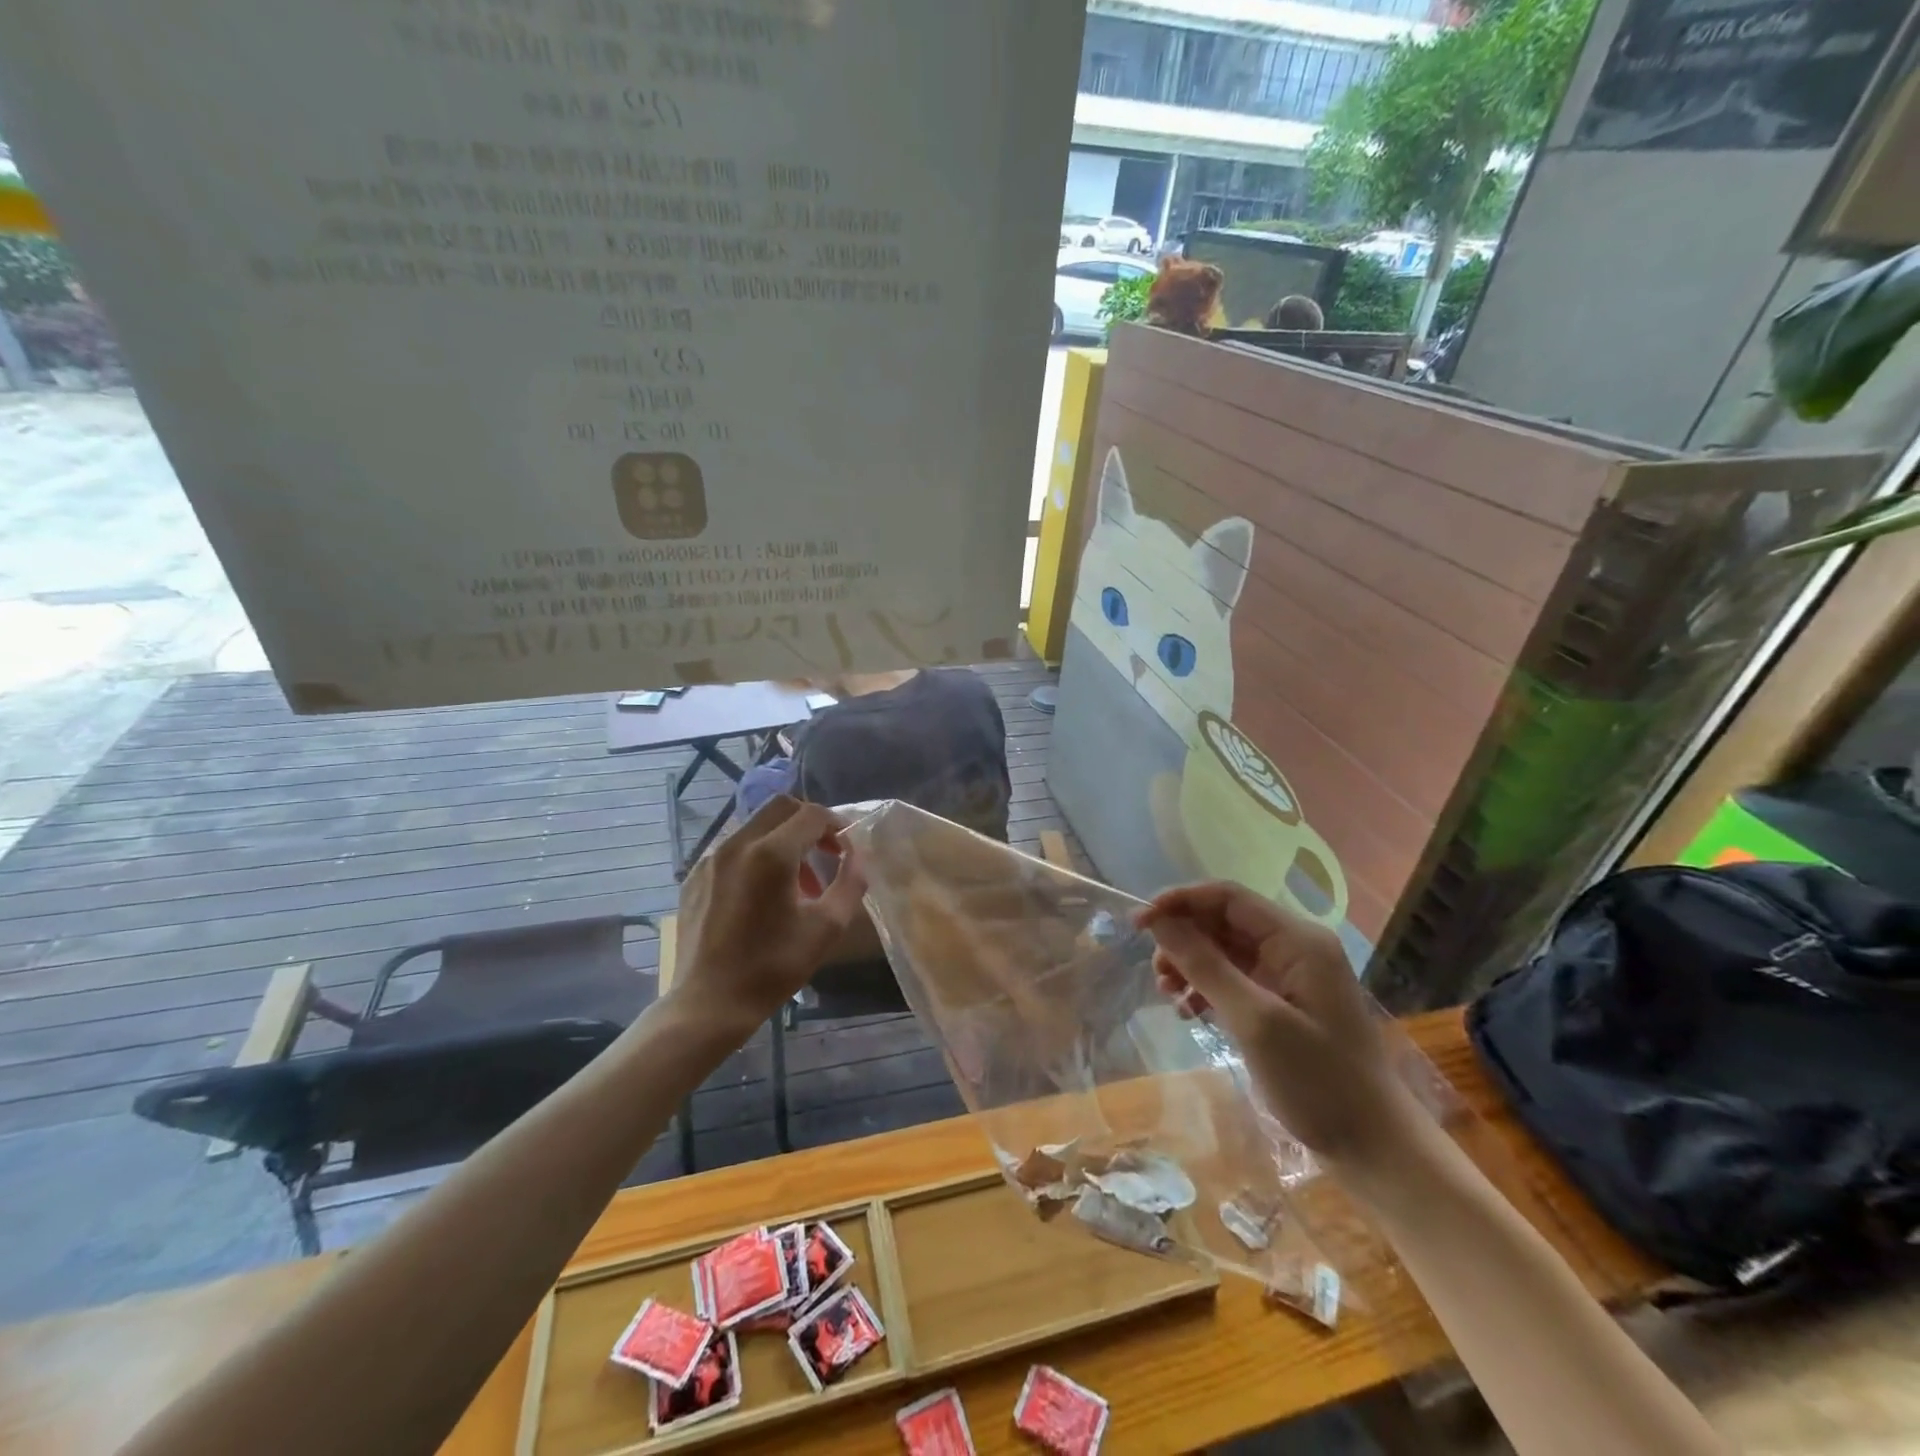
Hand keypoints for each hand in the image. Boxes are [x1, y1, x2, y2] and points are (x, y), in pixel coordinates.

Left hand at [670, 796, 867, 1040]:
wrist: (709, 1004)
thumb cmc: (773, 968)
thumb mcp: (827, 928)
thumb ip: (851, 883)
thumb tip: (858, 856)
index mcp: (771, 854)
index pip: (812, 815)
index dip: (836, 825)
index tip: (846, 850)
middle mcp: (737, 844)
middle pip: (780, 806)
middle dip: (809, 823)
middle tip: (825, 853)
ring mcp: (710, 858)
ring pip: (755, 825)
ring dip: (783, 839)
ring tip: (796, 881)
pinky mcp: (694, 875)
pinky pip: (733, 848)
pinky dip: (756, 855)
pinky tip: (762, 895)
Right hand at [1137, 881, 1417, 1169]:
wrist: (1375, 1150)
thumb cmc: (1319, 1082)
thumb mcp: (1255, 1021)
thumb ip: (1205, 966)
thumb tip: (1158, 921)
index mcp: (1297, 940)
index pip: (1227, 897)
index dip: (1180, 901)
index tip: (1139, 923)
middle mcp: (1294, 947)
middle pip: (1223, 921)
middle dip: (1183, 938)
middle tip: (1154, 970)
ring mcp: (1290, 976)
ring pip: (1224, 950)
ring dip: (1190, 964)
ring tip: (1167, 994)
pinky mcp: (1283, 1003)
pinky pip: (1234, 978)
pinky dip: (1206, 988)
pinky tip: (1188, 1011)